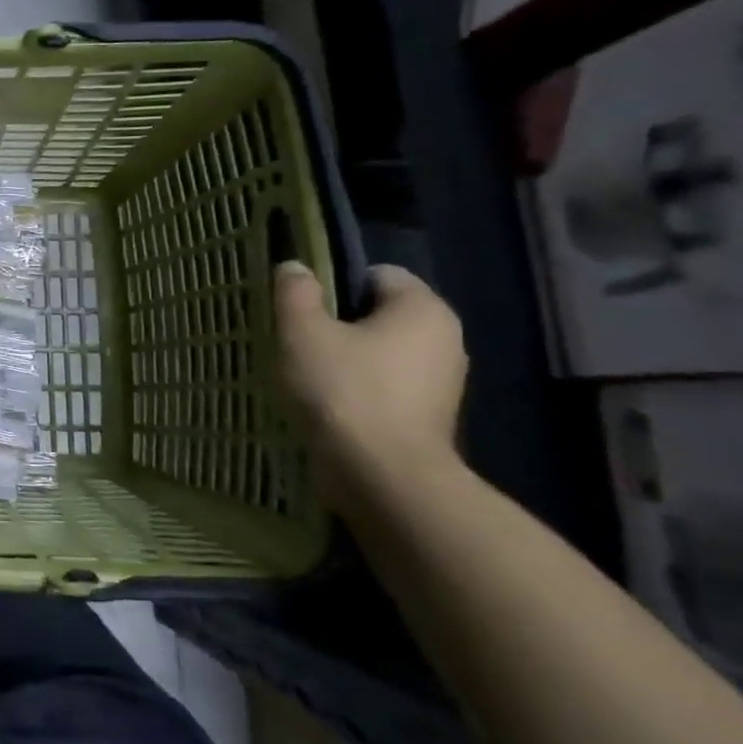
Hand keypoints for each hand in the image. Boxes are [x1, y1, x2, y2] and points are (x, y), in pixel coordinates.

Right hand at [274, 262, 467, 493]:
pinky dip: (360, 388)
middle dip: (339, 323)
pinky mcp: (430, 416)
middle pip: (380, 314)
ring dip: (348, 358)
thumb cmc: (343, 391)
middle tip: (297, 341)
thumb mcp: (303, 333)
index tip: (301, 309)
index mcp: (423, 309)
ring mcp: (443, 381)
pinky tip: (329, 404)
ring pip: (383, 352)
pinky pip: (388, 385)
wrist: (384, 475)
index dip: (334, 284)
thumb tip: (296, 267)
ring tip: (307, 375)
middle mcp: (446, 338)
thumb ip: (297, 293)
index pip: (377, 274)